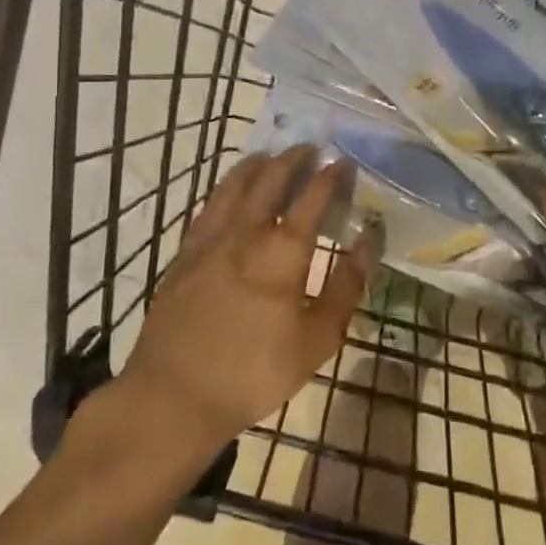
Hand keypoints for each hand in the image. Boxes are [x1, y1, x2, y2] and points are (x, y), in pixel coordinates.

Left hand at [115, 147, 377, 454]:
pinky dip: (227, 187)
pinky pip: (210, 204)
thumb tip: (371, 238)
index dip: (331, 175)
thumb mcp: (318, 339)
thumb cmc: (255, 372)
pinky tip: (230, 191)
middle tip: (309, 149)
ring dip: (257, 164)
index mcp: (283, 249)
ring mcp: (210, 238)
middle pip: (271, 178)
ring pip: (234, 184)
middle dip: (293, 158)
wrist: (174, 396)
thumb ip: (347, 284)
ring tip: (271, 156)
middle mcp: (247, 230)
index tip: (343, 163)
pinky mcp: (185, 252)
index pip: (313, 196)